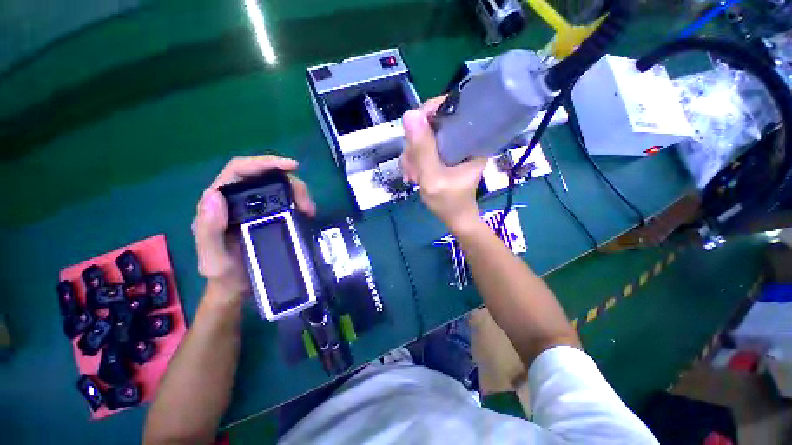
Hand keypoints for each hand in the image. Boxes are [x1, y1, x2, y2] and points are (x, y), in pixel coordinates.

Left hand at [191, 156, 315, 299]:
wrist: (238, 286)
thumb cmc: (223, 273)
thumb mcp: (212, 258)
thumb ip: (208, 230)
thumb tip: (214, 195)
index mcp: (220, 202)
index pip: (240, 169)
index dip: (264, 162)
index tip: (291, 167)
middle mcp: (238, 199)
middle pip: (266, 176)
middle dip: (290, 183)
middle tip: (306, 204)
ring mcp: (257, 207)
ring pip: (280, 187)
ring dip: (298, 194)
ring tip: (309, 211)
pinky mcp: (272, 215)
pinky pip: (287, 201)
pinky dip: (299, 203)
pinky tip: (306, 213)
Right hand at [400, 96, 486, 232]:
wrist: (454, 218)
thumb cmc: (449, 202)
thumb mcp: (433, 178)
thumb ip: (422, 150)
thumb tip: (409, 114)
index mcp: (472, 138)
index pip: (451, 107)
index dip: (428, 114)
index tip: (413, 134)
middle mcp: (463, 137)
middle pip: (432, 123)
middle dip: (416, 145)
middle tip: (412, 168)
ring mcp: (452, 146)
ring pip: (424, 136)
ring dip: (412, 156)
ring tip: (413, 176)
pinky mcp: (443, 154)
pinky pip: (423, 148)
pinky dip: (414, 160)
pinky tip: (414, 175)